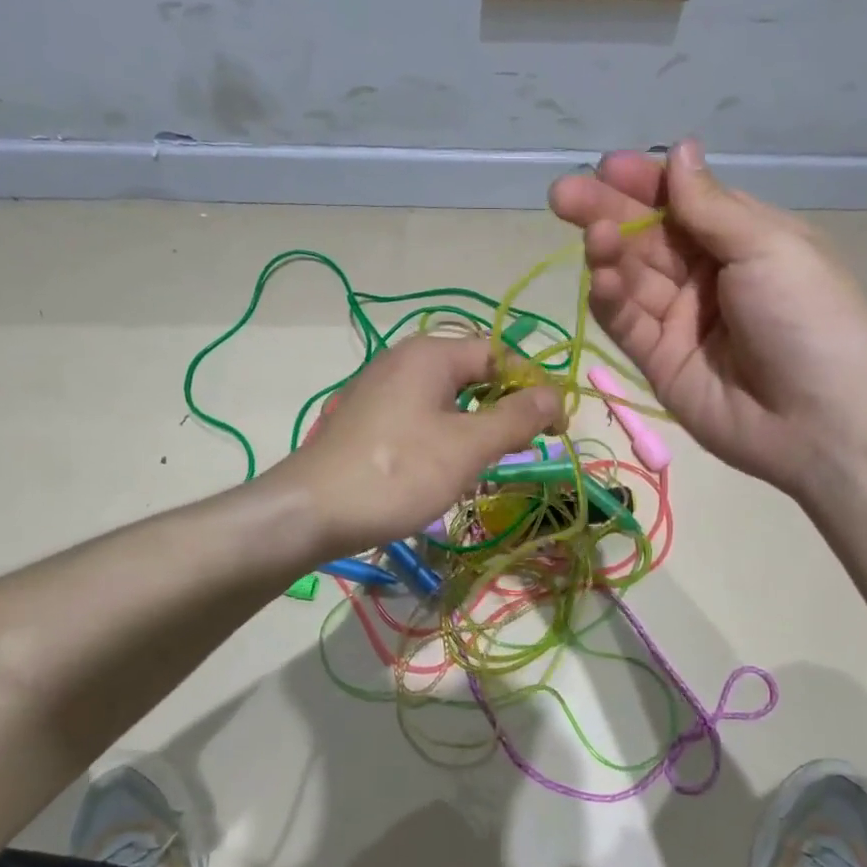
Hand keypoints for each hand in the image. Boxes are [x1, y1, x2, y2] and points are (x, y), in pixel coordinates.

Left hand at [276, 335, 561, 559]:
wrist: (311, 512)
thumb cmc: (398, 473)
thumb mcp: (468, 446)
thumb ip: (516, 418)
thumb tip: (555, 395)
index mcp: (430, 355)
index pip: (499, 354)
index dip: (533, 387)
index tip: (552, 429)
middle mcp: (404, 361)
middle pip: (473, 375)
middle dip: (503, 410)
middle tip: (519, 450)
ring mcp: (381, 390)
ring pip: (448, 400)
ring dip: (474, 429)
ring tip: (483, 467)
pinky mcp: (367, 419)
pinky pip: (421, 418)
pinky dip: (443, 438)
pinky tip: (443, 473)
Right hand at [549, 139, 866, 498]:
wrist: (822, 421)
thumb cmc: (808, 318)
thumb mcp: (768, 247)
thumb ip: (710, 206)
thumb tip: (680, 149)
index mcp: (743, 239)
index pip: (682, 201)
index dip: (645, 183)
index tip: (608, 168)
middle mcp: (707, 275)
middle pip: (648, 237)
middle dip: (608, 212)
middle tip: (564, 196)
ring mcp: (681, 321)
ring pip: (632, 278)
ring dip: (609, 253)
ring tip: (592, 235)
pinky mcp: (660, 362)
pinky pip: (628, 324)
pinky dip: (611, 300)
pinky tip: (601, 278)